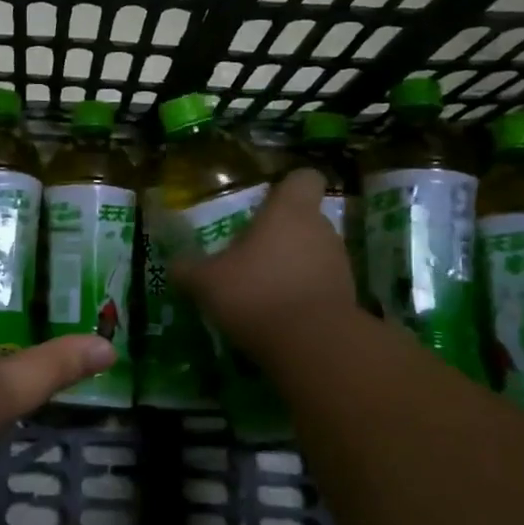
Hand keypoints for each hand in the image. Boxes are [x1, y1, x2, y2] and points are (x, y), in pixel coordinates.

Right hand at [173, 168, 358, 368]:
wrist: (314, 346)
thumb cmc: (256, 293)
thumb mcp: (206, 282)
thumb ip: (189, 269)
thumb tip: (175, 264)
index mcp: (289, 211)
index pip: (303, 178)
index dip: (287, 188)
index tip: (267, 203)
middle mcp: (321, 230)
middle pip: (306, 219)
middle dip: (282, 234)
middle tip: (251, 254)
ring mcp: (339, 264)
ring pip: (314, 253)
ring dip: (293, 266)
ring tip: (264, 289)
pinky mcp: (348, 298)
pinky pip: (321, 286)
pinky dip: (304, 295)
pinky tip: (280, 315)